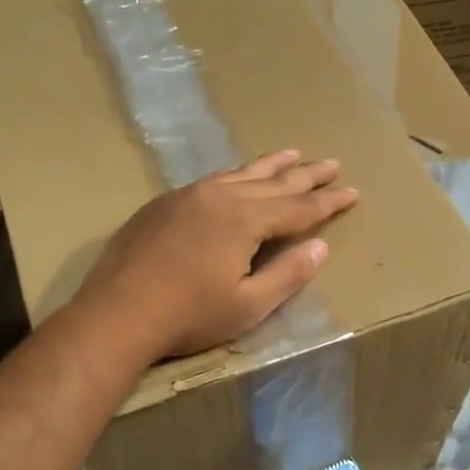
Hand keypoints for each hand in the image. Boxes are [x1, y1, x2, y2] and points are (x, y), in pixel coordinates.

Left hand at [80, 150, 358, 359]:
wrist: (117, 313)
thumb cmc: (189, 315)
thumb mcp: (249, 305)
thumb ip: (288, 274)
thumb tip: (320, 247)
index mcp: (244, 219)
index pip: (298, 206)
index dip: (328, 201)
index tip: (352, 191)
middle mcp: (219, 196)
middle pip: (273, 181)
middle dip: (306, 174)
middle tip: (331, 163)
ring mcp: (188, 196)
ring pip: (240, 173)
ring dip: (270, 165)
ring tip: (292, 154)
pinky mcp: (164, 204)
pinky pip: (212, 179)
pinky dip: (236, 175)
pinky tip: (237, 176)